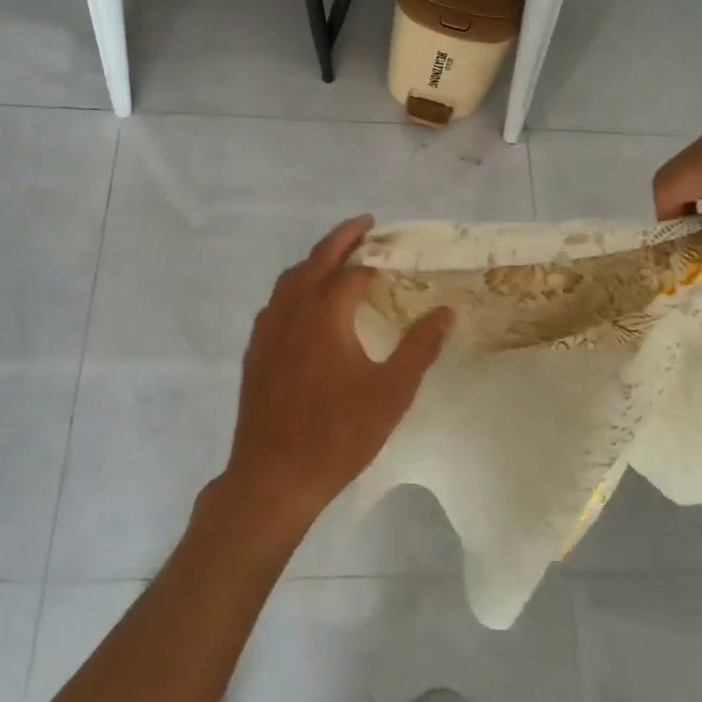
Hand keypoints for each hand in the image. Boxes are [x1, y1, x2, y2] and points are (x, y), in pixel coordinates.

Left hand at [217, 217, 453, 537]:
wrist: (273, 477)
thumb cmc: (338, 433)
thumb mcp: (391, 392)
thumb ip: (420, 347)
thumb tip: (446, 311)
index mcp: (324, 312)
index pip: (352, 272)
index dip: (374, 262)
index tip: (393, 254)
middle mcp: (291, 309)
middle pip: (316, 260)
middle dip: (341, 238)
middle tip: (365, 225)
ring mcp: (267, 329)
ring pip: (290, 279)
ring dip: (315, 261)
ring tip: (338, 260)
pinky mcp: (255, 351)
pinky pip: (276, 303)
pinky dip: (295, 288)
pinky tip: (306, 307)